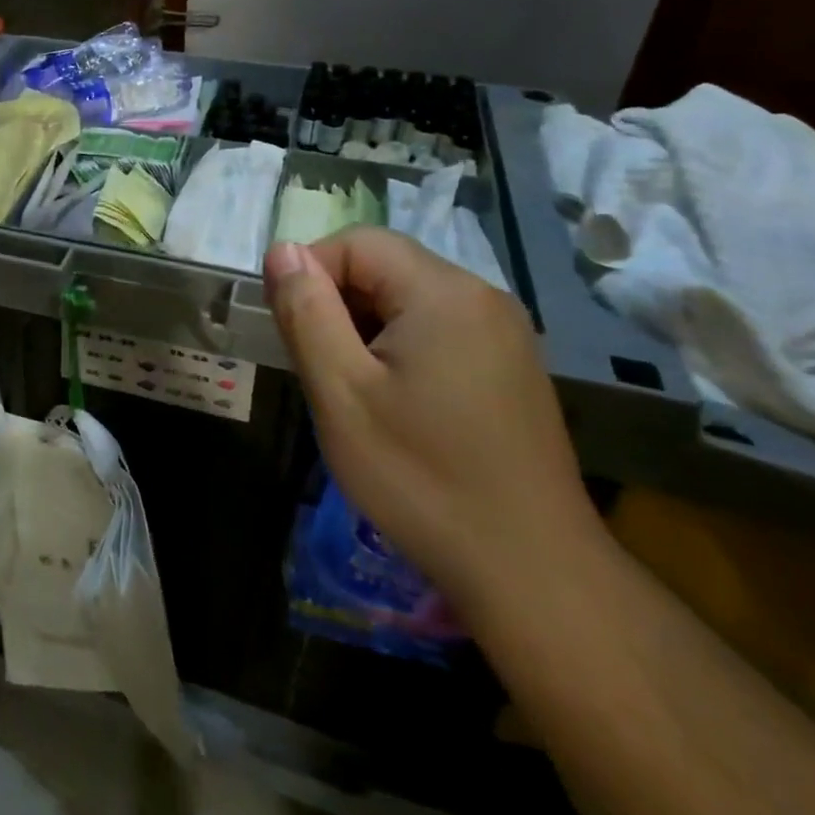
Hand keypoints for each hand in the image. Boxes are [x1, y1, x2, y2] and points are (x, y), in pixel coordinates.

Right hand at [263, 229, 601, 633]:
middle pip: (385, 266)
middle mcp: (482, 297)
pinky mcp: (510, 366)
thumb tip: (283, 250)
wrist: (531, 572)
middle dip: (336, 303)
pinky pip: (437, 329)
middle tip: (319, 368)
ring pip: (408, 299)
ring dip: (364, 328)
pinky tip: (395, 404)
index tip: (290, 331)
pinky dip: (398, 348)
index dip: (310, 272)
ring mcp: (504, 333)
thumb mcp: (341, 392)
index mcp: (444, 293)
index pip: (357, 242)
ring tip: (353, 391)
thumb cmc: (421, 478)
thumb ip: (306, 312)